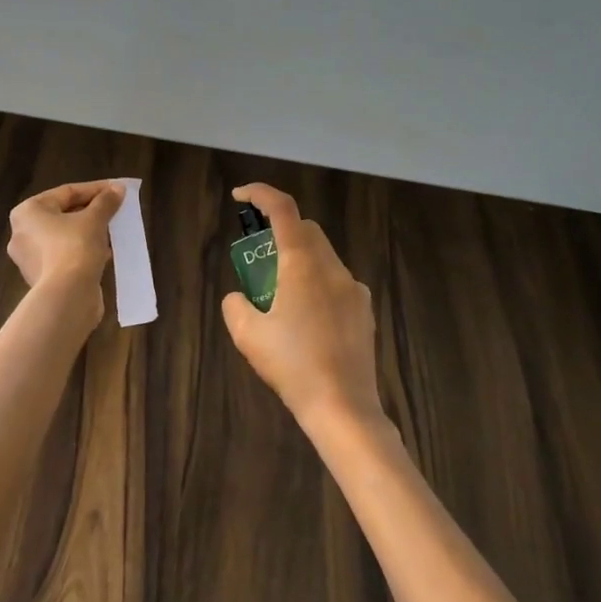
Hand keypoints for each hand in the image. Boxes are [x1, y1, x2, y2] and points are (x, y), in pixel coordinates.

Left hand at [7, 179, 123, 320]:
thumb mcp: (95, 219)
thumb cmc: (75, 247)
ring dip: (88, 232)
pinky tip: (104, 253)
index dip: (95, 189)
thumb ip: (106, 201)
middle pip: (63, 214)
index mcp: (28, 212)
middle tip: (115, 210)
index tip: (117, 190)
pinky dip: (82, 251)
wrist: (67, 296)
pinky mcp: (42, 278)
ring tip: (112, 231)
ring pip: (64, 237)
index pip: (66, 192)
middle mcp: (22, 233)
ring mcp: (30, 258)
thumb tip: (118, 188)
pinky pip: (64, 256)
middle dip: (91, 211)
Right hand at [221, 183, 383, 435]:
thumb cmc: (292, 365)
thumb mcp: (247, 335)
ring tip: (279, 296)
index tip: (240, 197)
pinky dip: (317, 285)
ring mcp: (354, 290)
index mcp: (302, 264)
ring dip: (299, 260)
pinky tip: (307, 321)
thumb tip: (239, 298)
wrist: (342, 406)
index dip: (260, 194)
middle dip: (279, 232)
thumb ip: (236, 306)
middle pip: (306, 230)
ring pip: (323, 257)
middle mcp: (333, 268)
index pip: (283, 209)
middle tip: (257, 258)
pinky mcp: (364, 312)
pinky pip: (337, 284)